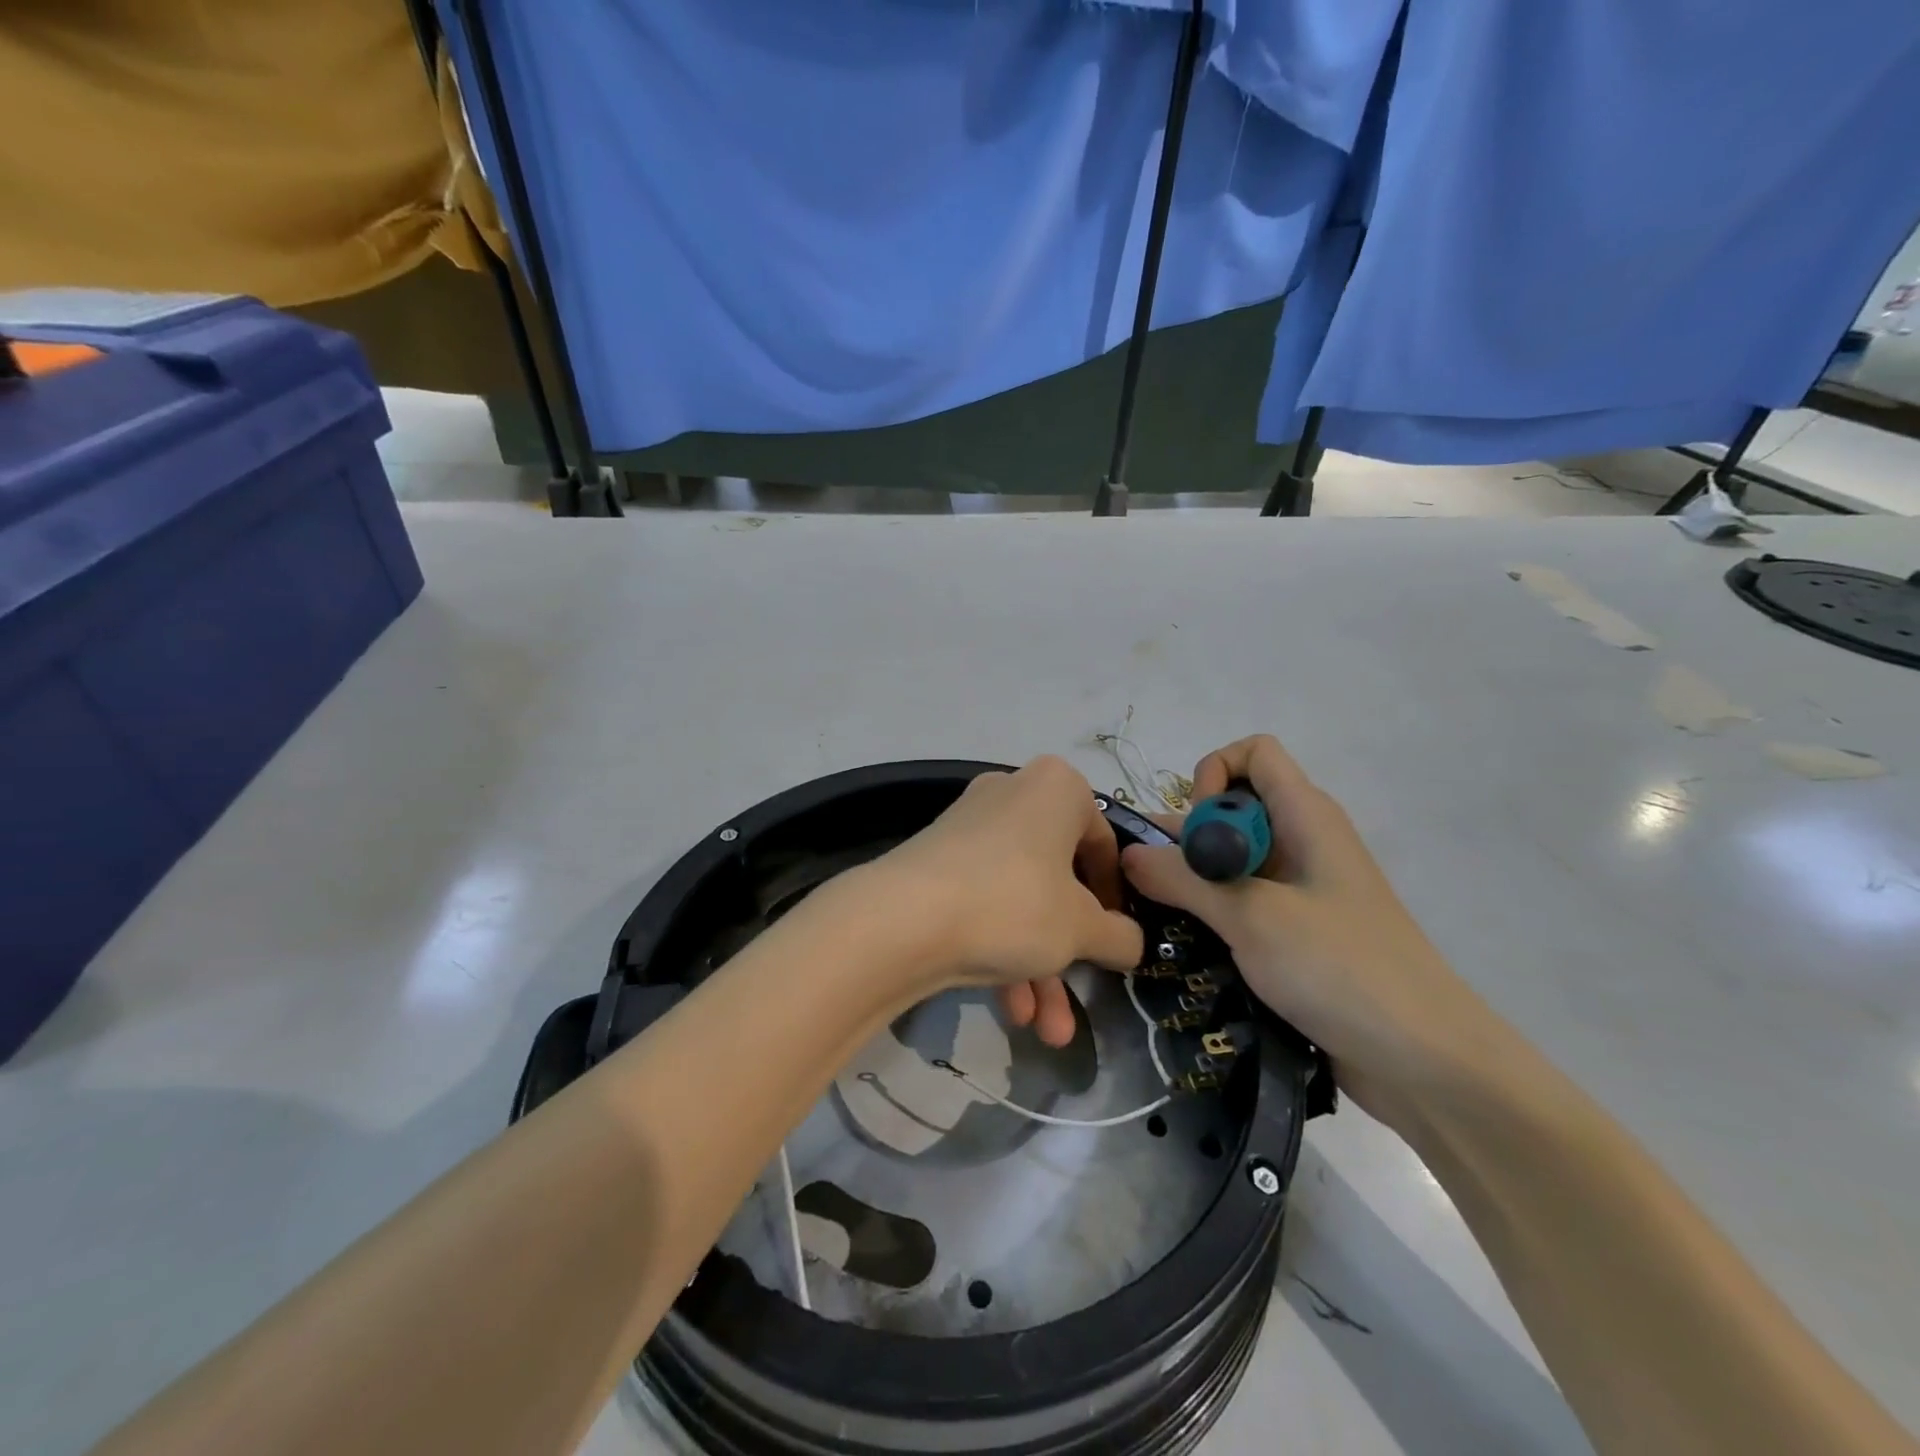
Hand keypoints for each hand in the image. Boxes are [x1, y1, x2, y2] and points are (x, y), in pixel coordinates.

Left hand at [863, 757, 1142, 1045]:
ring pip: (1020, 901)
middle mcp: (1012, 795)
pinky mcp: (938, 863)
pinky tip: (1011, 1011)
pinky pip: (986, 903)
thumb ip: (1120, 936)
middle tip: (1083, 991)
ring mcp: (970, 829)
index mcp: (1057, 788)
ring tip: (1049, 1033)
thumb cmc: (1015, 903)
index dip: (1117, 897)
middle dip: (1071, 951)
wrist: (904, 919)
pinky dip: (1001, 951)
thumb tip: (1131, 942)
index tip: (1118, 937)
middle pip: (1058, 880)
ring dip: (1038, 968)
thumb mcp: (1082, 928)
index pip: (1104, 842)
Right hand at [1121, 735, 1505, 1120]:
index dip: (1215, 775)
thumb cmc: (1341, 968)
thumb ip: (1184, 879)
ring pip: (1230, 862)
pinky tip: (1179, 944)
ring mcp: (1300, 892)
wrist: (1424, 1063)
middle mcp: (1301, 843)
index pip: (1253, 754)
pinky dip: (1209, 914)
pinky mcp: (1296, 934)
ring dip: (1191, 882)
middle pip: (1232, 810)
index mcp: (1306, 817)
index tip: (1196, 832)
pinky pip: (1240, 904)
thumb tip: (1129, 853)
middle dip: (1185, 837)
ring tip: (1148, 917)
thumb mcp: (1252, 917)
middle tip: (1148, 884)